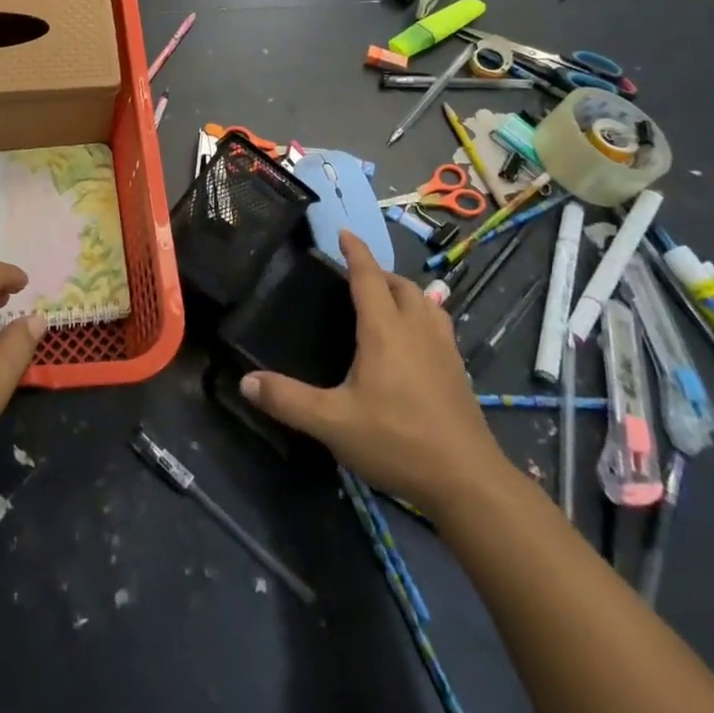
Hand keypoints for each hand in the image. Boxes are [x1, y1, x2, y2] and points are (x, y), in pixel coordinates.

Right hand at [240, 231, 507, 512]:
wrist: (467, 480)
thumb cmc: (397, 441)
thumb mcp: (333, 423)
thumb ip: (288, 400)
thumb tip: (245, 380)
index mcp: (384, 330)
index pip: (368, 276)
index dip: (355, 251)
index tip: (343, 232)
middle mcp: (416, 329)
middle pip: (400, 284)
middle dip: (378, 272)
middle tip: (356, 276)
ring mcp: (443, 348)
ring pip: (425, 301)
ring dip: (404, 291)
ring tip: (387, 300)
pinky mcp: (458, 370)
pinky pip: (439, 324)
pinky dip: (424, 314)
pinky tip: (416, 339)